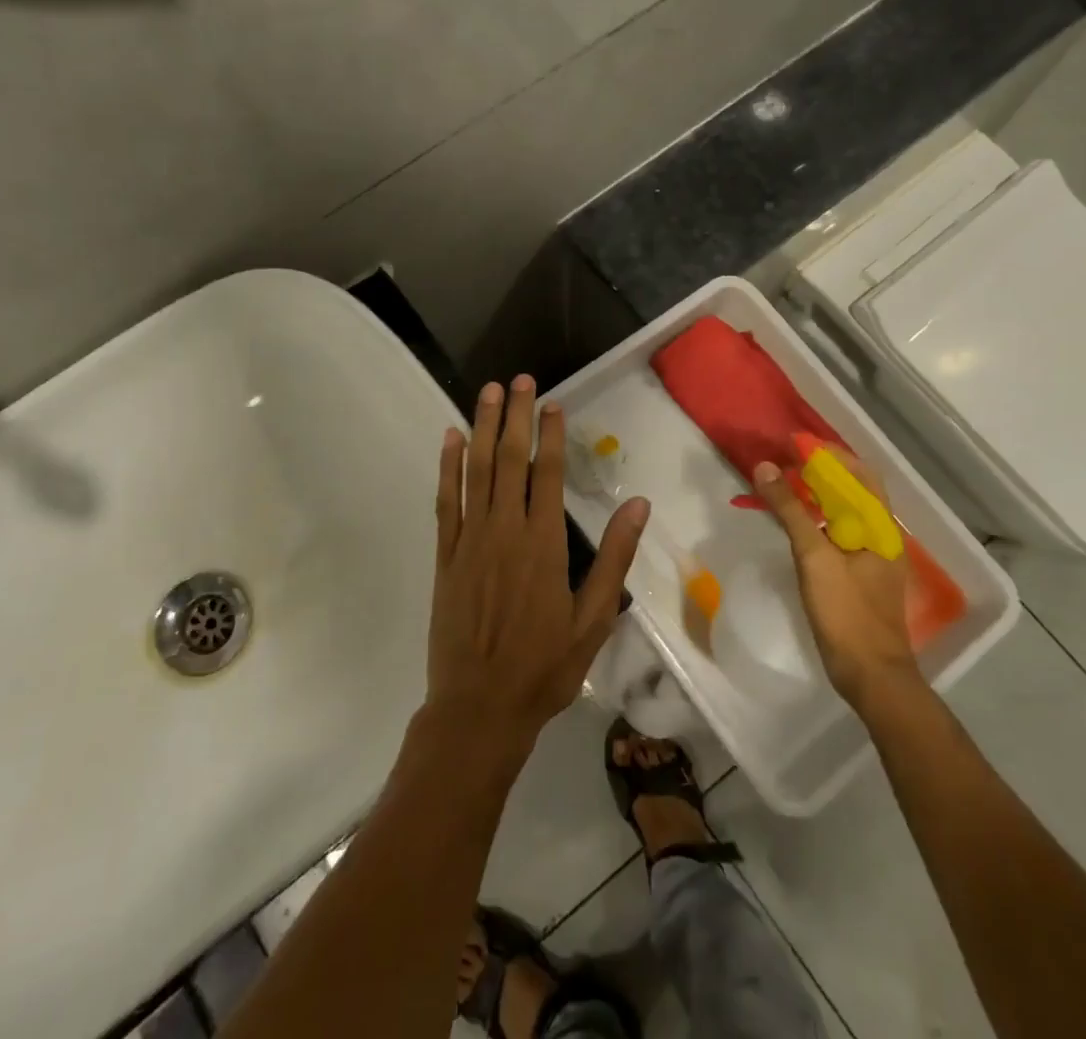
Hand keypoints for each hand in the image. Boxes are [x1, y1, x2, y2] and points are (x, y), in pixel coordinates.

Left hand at [427, 376, 650, 759]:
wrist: (479, 707)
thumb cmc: (543, 667)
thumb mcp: (593, 619)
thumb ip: (614, 559)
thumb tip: (639, 506)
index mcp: (543, 543)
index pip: (548, 473)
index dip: (550, 434)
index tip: (552, 402)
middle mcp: (504, 530)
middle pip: (509, 460)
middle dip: (515, 415)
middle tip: (518, 379)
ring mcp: (470, 539)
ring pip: (476, 470)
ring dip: (482, 427)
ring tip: (487, 391)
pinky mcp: (445, 554)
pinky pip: (446, 500)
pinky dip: (448, 466)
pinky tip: (450, 438)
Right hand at [753, 457, 920, 710]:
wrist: (871, 675)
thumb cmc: (846, 612)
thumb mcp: (814, 556)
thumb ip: (791, 510)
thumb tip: (766, 467)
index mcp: (879, 527)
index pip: (860, 473)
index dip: (829, 454)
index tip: (794, 444)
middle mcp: (881, 536)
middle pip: (853, 490)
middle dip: (820, 471)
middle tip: (783, 462)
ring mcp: (871, 557)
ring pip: (845, 512)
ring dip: (817, 494)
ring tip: (783, 485)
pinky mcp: (859, 575)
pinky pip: (838, 533)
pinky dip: (816, 518)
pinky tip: (794, 523)